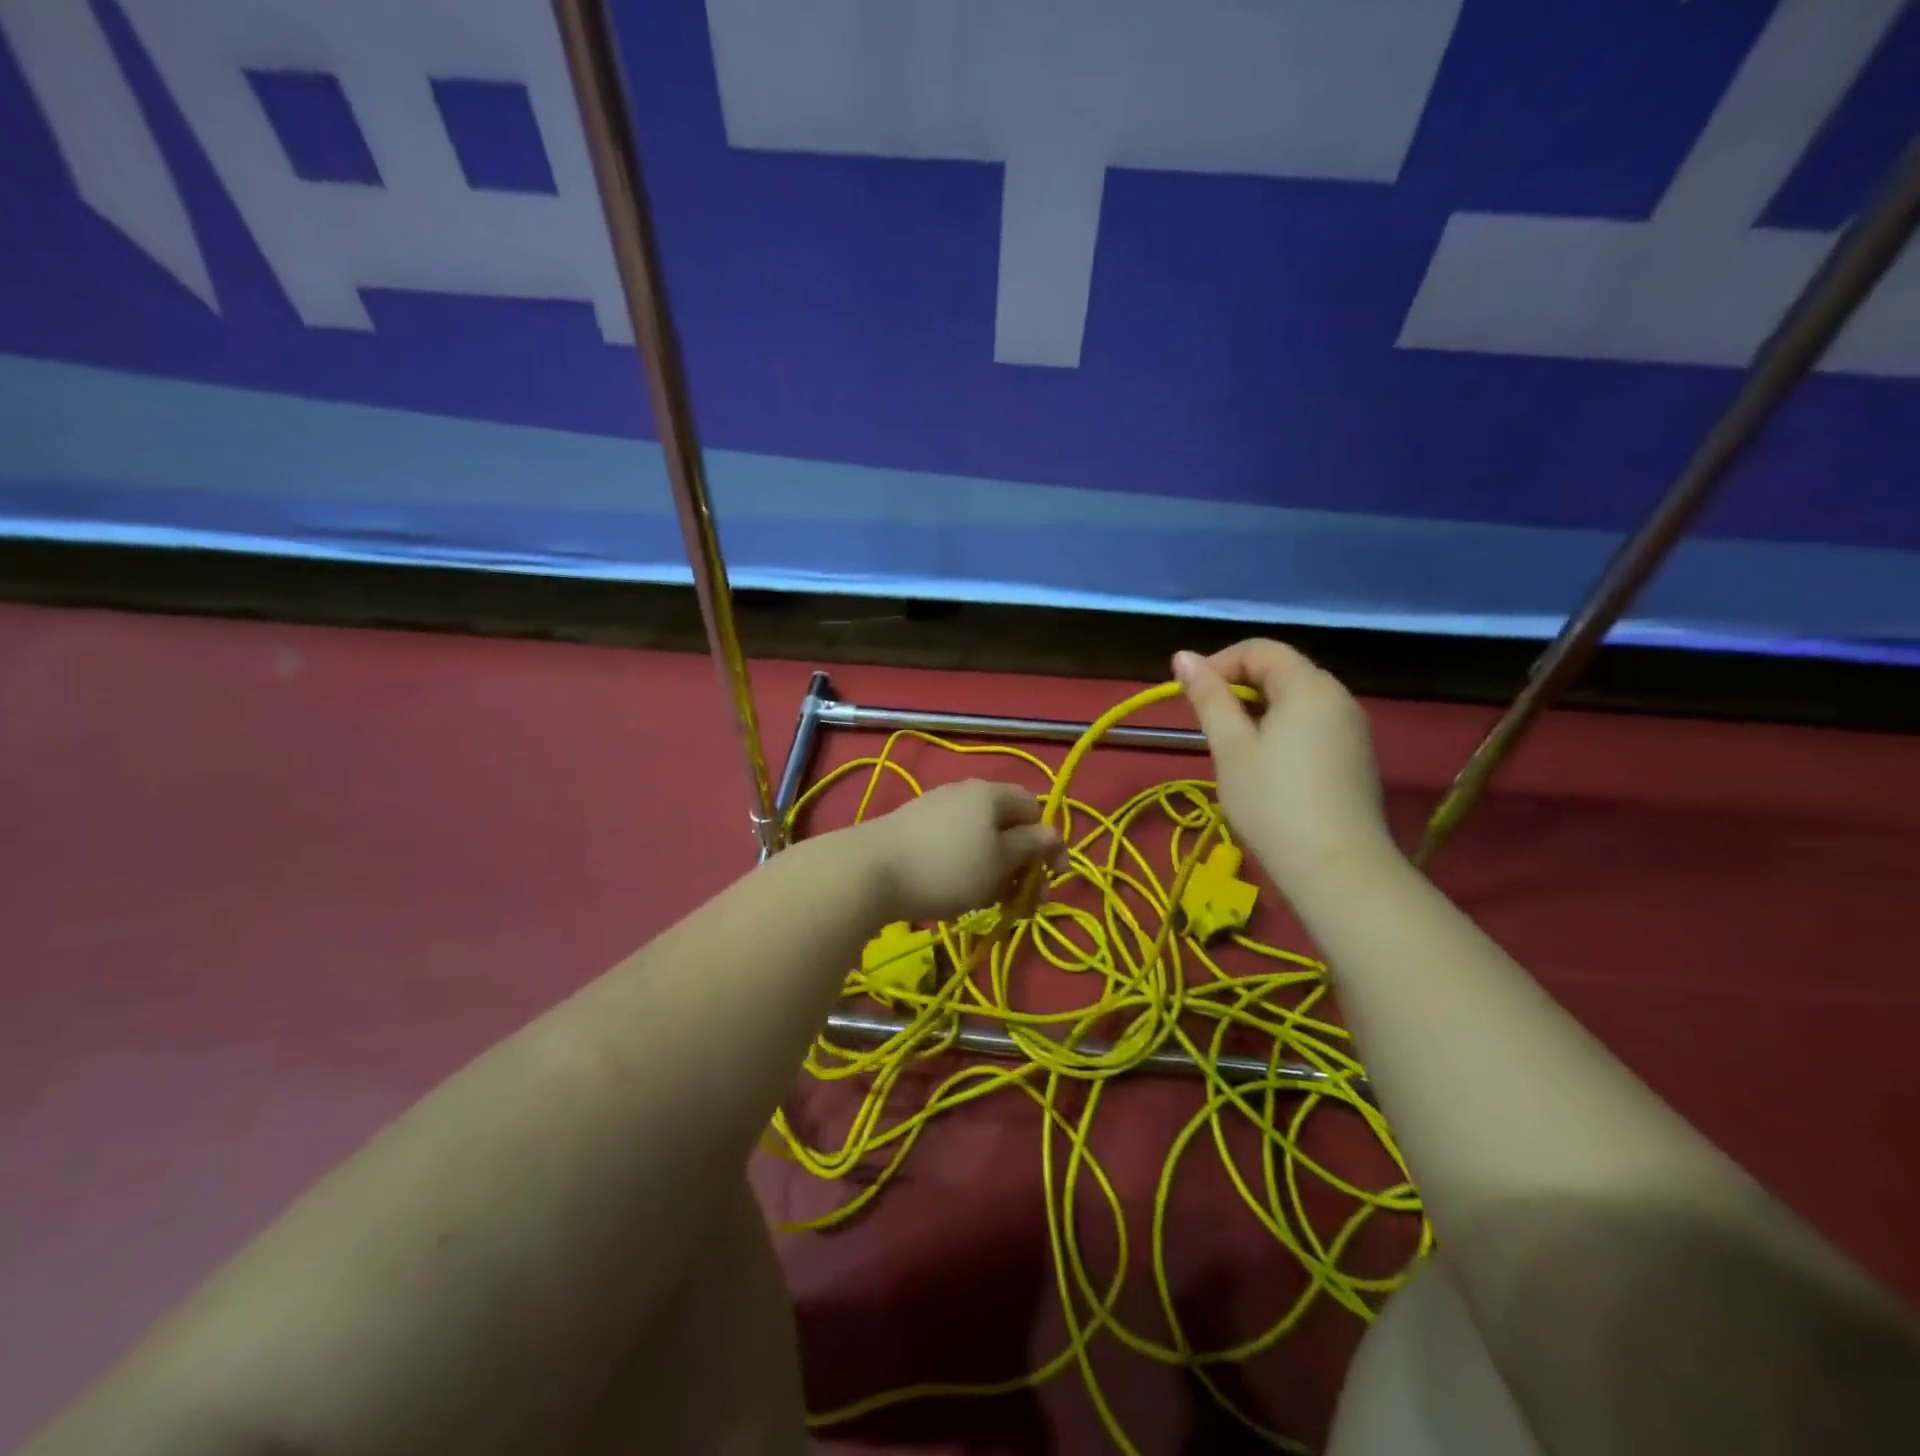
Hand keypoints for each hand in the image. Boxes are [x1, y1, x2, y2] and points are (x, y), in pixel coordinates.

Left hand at [855, 781, 1063, 922]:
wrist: (870, 870)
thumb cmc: (947, 867)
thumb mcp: (1000, 862)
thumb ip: (1031, 846)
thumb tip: (1054, 834)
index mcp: (991, 794)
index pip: (1034, 808)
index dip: (1049, 842)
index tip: (1053, 878)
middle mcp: (964, 792)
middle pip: (1006, 824)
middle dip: (1019, 862)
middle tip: (1018, 899)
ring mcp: (935, 808)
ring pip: (979, 838)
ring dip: (992, 869)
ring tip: (985, 901)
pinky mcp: (913, 828)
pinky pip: (953, 845)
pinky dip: (964, 867)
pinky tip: (953, 893)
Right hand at [1174, 641, 1396, 896]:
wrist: (1336, 870)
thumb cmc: (1272, 802)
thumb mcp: (1230, 747)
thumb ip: (1208, 697)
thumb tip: (1182, 656)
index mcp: (1308, 686)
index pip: (1259, 649)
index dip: (1219, 663)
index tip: (1190, 696)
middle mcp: (1338, 697)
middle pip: (1281, 671)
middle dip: (1238, 689)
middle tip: (1208, 727)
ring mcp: (1352, 729)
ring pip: (1296, 701)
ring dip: (1257, 712)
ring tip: (1232, 750)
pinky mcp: (1355, 758)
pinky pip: (1312, 726)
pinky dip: (1282, 732)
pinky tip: (1266, 769)